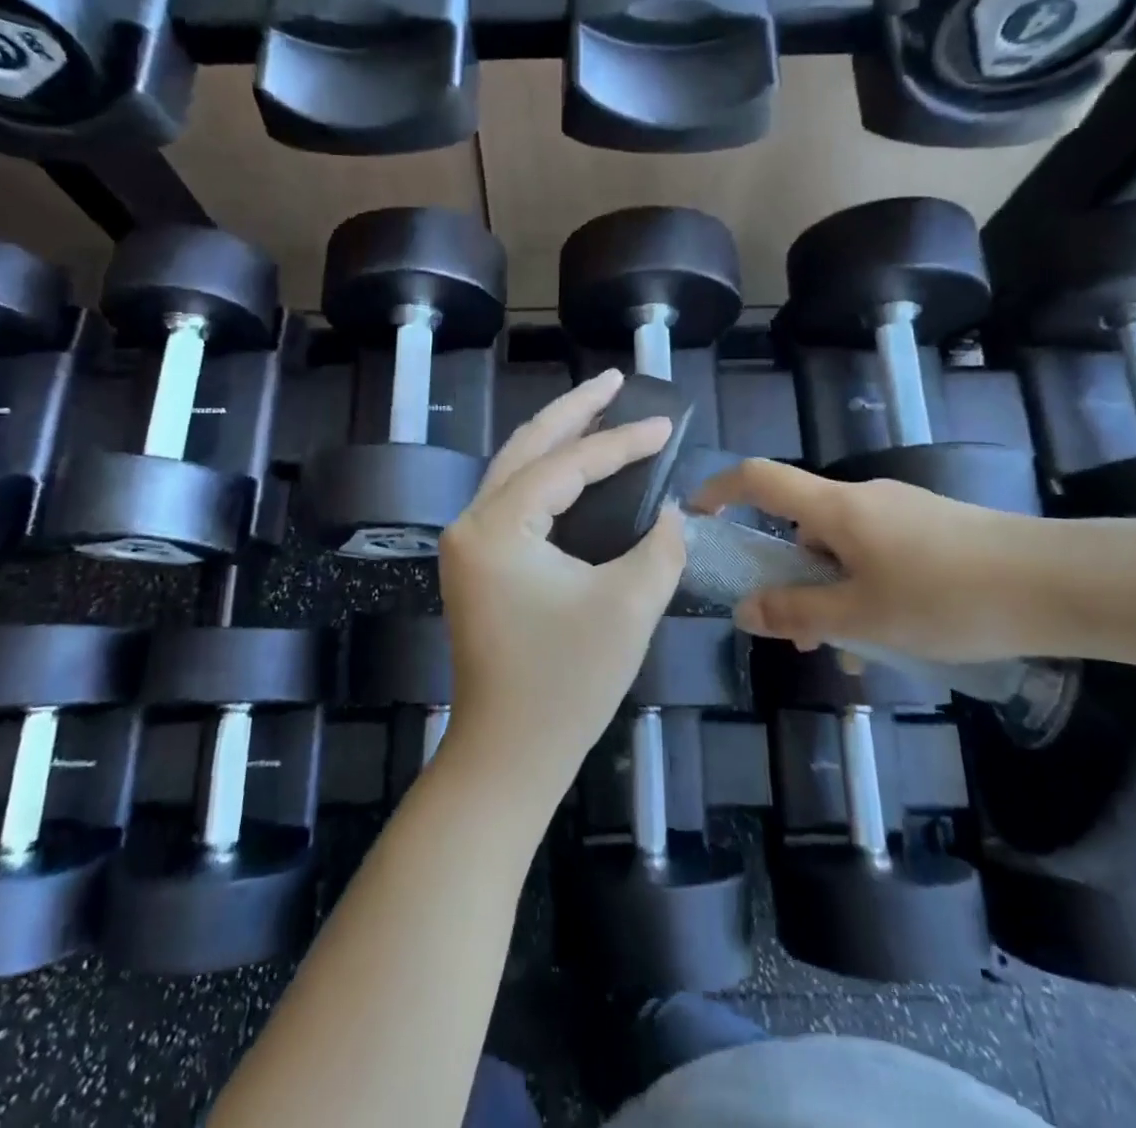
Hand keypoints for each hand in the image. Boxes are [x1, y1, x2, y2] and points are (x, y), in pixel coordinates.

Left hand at [438, 370, 686, 798]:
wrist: (509, 755)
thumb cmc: (567, 684)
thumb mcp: (629, 607)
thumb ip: (658, 546)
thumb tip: (667, 511)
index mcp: (497, 526)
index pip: (567, 466)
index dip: (621, 442)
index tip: (665, 423)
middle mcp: (471, 523)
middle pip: (527, 447)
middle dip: (574, 411)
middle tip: (615, 380)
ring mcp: (468, 544)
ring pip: (515, 469)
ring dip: (557, 437)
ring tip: (598, 408)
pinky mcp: (477, 565)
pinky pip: (514, 499)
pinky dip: (546, 474)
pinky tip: (574, 467)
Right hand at [691, 459, 1042, 662]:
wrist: (1063, 585)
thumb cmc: (949, 597)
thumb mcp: (864, 616)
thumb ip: (799, 613)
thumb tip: (744, 611)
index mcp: (837, 508)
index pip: (759, 479)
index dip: (719, 490)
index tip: (696, 517)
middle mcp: (865, 499)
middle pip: (802, 526)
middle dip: (789, 578)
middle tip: (797, 634)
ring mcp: (903, 513)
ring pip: (844, 550)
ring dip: (835, 595)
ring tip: (857, 654)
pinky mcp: (935, 531)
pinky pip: (880, 556)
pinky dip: (870, 591)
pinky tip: (898, 640)